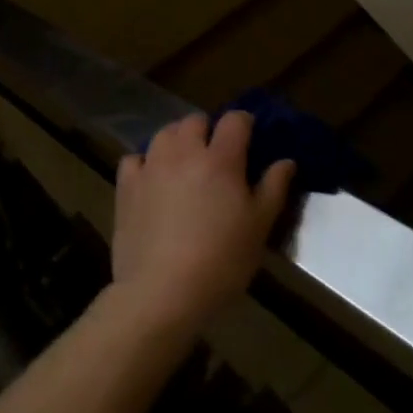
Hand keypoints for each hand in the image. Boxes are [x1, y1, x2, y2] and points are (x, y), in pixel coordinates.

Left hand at [109, 112, 295, 339]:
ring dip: (177, 141)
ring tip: (184, 164)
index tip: (249, 137)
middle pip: (195, 120)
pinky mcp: (127, 185)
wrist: (161, 292)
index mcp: (220, 159)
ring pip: (164, 133)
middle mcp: (184, 152)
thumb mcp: (259, 229)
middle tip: (216, 156)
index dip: (244, 123)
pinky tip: (152, 180)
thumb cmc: (221, 261)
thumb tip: (286, 160)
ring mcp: (151, 166)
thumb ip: (273, 188)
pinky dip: (145, 163)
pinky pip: (135, 158)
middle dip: (208, 130)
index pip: (235, 120)